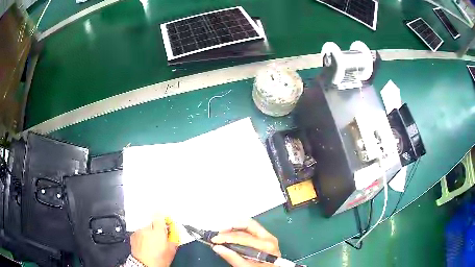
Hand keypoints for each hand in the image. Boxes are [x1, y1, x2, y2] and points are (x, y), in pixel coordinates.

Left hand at [130, 214, 177, 266]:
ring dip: (150, 232)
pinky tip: (146, 244)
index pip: (160, 216)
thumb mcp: (171, 250)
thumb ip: (173, 238)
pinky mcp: (133, 235)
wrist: (144, 265)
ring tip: (152, 243)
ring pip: (146, 228)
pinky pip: (140, 232)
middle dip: (157, 228)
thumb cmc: (157, 260)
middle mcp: (147, 228)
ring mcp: (139, 231)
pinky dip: (143, 236)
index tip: (167, 222)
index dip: (164, 218)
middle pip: (153, 223)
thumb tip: (174, 233)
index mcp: (158, 231)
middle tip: (161, 237)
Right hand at [211, 219, 280, 266]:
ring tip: (222, 233)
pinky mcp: (265, 237)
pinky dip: (239, 229)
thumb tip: (217, 247)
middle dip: (230, 227)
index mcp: (266, 245)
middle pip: (248, 225)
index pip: (243, 237)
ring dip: (234, 227)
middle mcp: (268, 237)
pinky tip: (231, 234)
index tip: (214, 240)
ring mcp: (268, 236)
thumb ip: (233, 258)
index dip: (226, 237)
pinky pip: (251, 229)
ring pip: (249, 224)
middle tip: (218, 233)